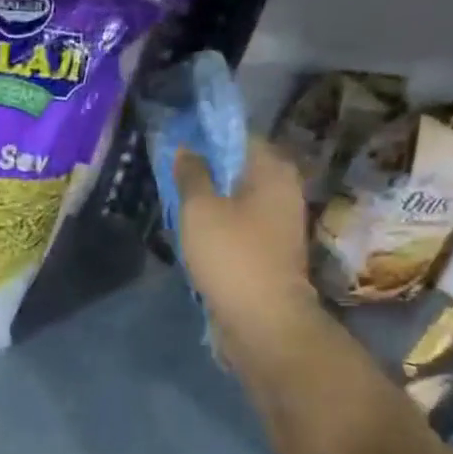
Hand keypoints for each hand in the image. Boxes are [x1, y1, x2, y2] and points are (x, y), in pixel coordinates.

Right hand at [174, 137, 316, 333]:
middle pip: (238, 167)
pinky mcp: (268, 248)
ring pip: (236, 197)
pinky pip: (238, 223)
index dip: (206, 136)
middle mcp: (283, 190)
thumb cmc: (231, 255)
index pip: (239, 136)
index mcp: (273, 170)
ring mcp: (278, 222)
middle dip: (205, 169)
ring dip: (208, 198)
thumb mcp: (200, 209)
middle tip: (169, 174)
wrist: (261, 318)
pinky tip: (191, 230)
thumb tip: (186, 149)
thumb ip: (191, 174)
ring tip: (175, 202)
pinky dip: (216, 222)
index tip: (175, 142)